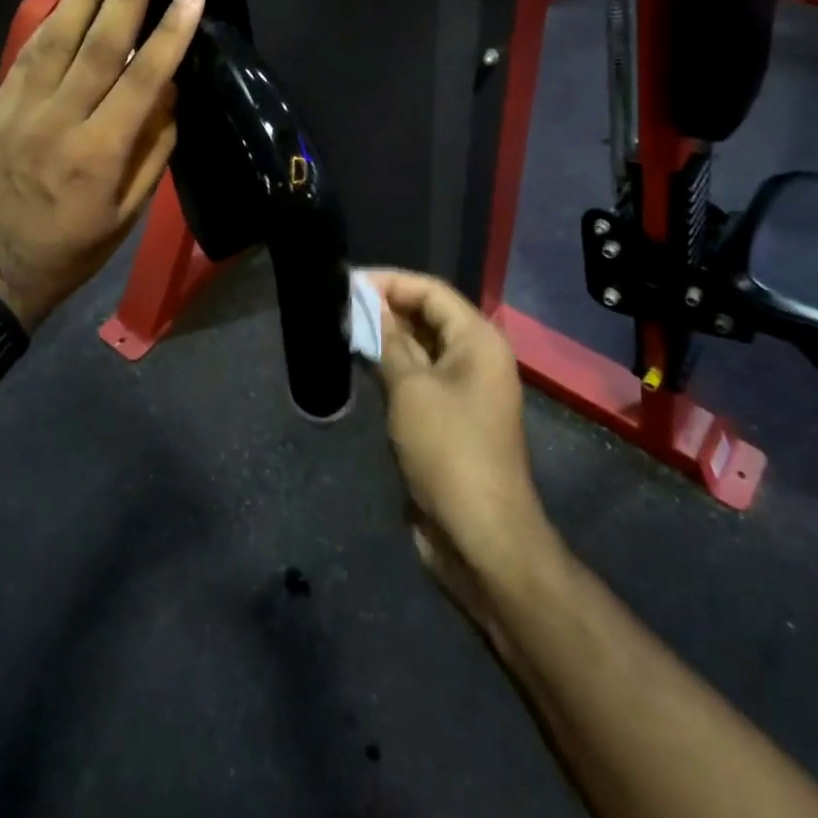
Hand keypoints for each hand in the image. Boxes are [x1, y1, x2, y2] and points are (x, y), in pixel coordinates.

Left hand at [0, 0, 203, 330]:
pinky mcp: (0, 105)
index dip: (170, 34)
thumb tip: (169, 88)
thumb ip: (153, 148)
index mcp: (99, 154)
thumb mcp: (128, 212)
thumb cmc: (74, 246)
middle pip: (99, 45)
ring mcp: (23, 109)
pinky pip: (29, 53)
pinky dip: (53, 18)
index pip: (143, 81)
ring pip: (59, 37)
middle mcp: (60, 121)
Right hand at [367, 270, 550, 625]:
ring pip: (420, 347)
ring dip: (385, 337)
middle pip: (428, 316)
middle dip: (385, 307)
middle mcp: (475, 358)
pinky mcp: (448, 417)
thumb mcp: (411, 388)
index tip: (348, 282)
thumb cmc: (448, 449)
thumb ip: (389, 341)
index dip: (390, 282)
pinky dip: (391, 366)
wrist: (479, 535)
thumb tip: (369, 305)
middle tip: (339, 304)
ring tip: (343, 327)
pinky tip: (360, 362)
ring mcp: (463, 389)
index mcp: (478, 341)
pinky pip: (418, 377)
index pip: (431, 291)